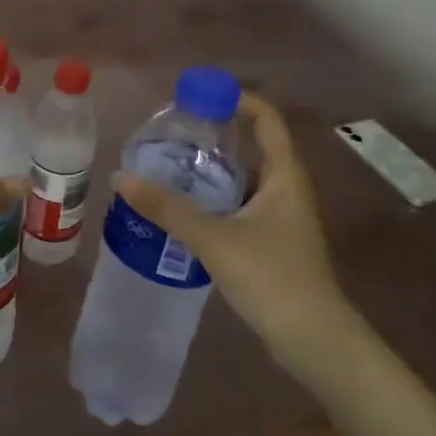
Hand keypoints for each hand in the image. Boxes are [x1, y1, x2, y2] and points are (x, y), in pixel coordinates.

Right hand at [114, 93, 344, 372]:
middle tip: (174, 129)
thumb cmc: (272, 278)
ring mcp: (283, 216)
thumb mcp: (215, 238)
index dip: (236, 99)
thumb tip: (121, 178)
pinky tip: (186, 207)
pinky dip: (217, 196)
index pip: (266, 118)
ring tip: (171, 162)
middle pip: (254, 144)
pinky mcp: (274, 241)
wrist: (314, 341)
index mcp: (285, 175)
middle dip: (217, 132)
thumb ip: (168, 208)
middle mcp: (288, 188)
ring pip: (246, 177)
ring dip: (214, 167)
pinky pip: (242, 203)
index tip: (198, 94)